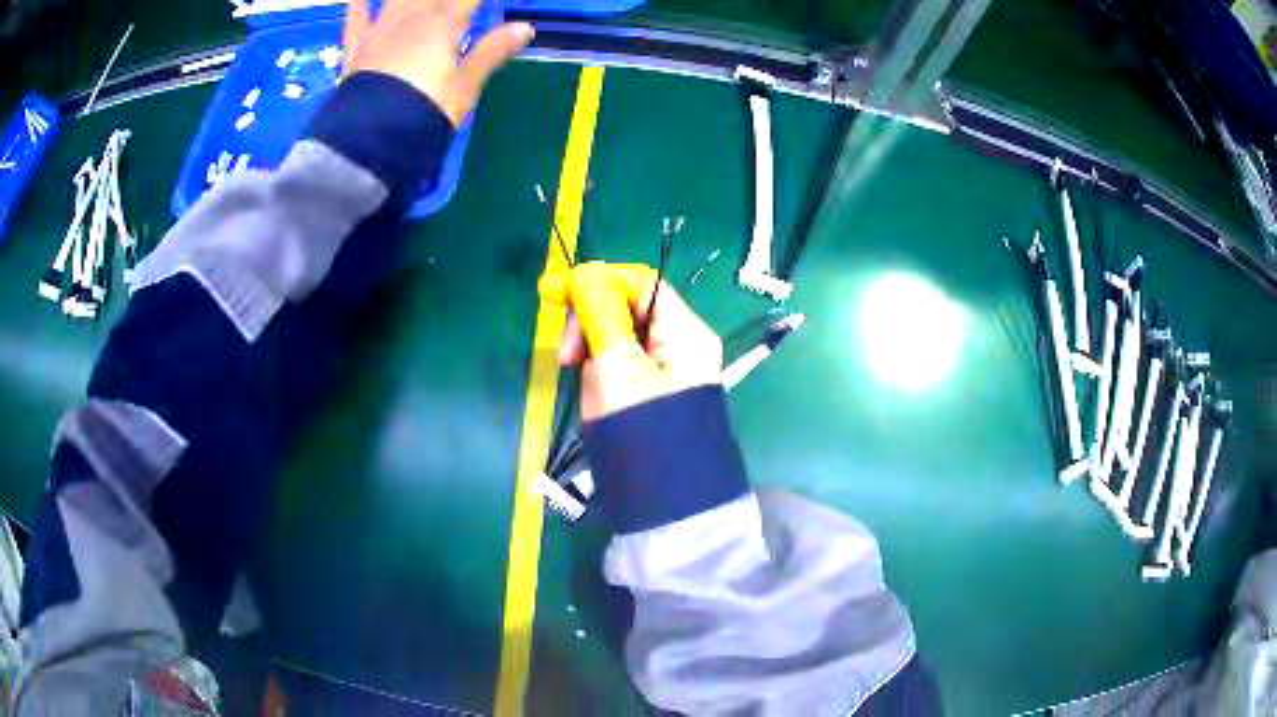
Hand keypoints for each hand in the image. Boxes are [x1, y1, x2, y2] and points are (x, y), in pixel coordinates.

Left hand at [342, 0, 534, 126]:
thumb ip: (492, 51)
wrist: (372, 137)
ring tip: (422, 1)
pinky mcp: (357, 46)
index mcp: (445, 23)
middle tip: (452, 5)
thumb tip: (526, 27)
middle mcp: (413, 16)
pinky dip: (359, 3)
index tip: (480, 4)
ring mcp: (381, 28)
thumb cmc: (426, 110)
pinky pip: (356, 16)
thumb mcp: (465, 86)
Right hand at [540, 261, 723, 421]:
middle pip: (630, 309)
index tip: (560, 296)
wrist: (665, 498)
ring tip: (586, 385)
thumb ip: (600, 315)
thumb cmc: (642, 427)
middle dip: (593, 324)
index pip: (641, 282)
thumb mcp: (616, 364)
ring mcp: (670, 371)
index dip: (600, 282)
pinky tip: (597, 396)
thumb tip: (586, 275)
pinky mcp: (656, 393)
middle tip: (565, 357)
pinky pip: (624, 366)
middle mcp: (682, 344)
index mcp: (684, 330)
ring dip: (594, 353)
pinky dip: (603, 373)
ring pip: (622, 339)